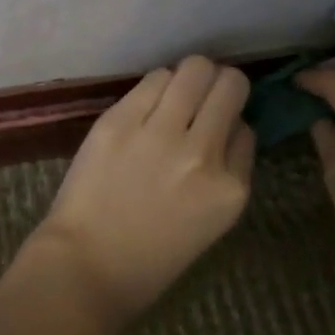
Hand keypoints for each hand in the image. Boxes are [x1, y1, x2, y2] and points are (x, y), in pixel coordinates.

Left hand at [33, 56, 255, 323]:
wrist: (87, 266)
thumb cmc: (151, 257)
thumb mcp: (212, 221)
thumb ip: (227, 171)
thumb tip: (228, 124)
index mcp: (231, 189)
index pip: (247, 129)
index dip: (231, 124)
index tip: (215, 131)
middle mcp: (202, 154)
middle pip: (230, 84)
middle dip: (220, 85)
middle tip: (202, 96)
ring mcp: (159, 134)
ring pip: (194, 69)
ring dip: (188, 78)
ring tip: (174, 96)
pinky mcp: (120, 120)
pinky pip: (154, 78)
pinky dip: (156, 85)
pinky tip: (147, 103)